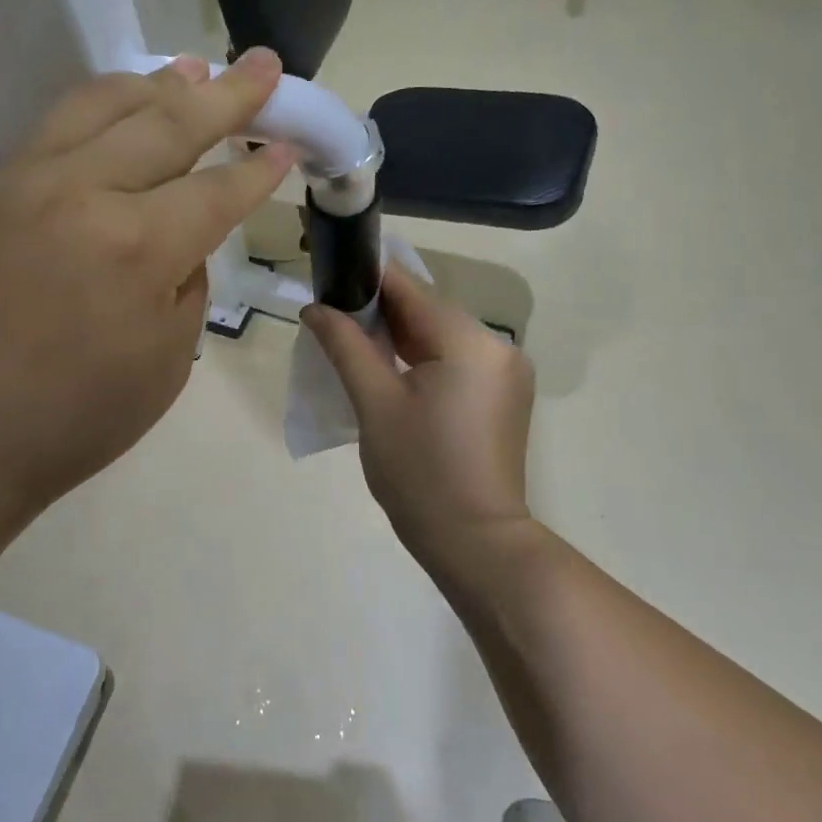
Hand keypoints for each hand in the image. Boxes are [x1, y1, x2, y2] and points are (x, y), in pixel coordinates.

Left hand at [0, 50, 294, 547]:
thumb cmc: (77, 418)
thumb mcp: (169, 359)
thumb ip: (187, 278)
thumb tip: (182, 230)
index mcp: (136, 248)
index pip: (216, 190)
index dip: (257, 170)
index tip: (286, 145)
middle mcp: (78, 193)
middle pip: (167, 123)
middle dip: (227, 94)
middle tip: (264, 66)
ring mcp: (20, 182)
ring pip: (102, 105)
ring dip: (158, 85)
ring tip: (195, 69)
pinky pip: (54, 134)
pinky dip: (101, 113)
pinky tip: (122, 112)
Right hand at [303, 267, 535, 570]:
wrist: (475, 542)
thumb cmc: (419, 473)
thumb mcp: (374, 404)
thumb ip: (345, 346)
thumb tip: (315, 308)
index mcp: (469, 341)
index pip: (409, 288)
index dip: (365, 279)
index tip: (328, 278)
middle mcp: (497, 345)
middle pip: (428, 310)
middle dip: (379, 311)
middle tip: (331, 319)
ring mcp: (506, 371)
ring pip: (441, 335)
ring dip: (399, 336)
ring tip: (353, 344)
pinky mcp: (504, 395)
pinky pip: (456, 359)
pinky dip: (422, 358)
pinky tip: (390, 370)